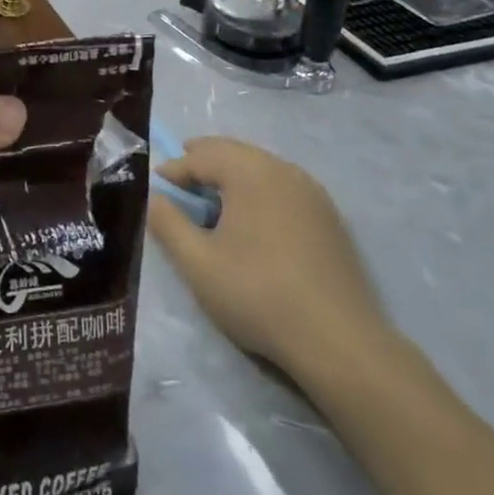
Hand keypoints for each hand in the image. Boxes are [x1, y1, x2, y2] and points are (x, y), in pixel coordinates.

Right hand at [150, 137, 393, 385]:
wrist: (340, 342)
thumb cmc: (259, 295)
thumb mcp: (198, 263)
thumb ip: (167, 223)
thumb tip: (153, 197)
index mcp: (249, 171)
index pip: (200, 156)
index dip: (174, 170)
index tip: (157, 191)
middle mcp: (281, 169)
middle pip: (232, 152)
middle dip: (202, 163)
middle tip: (181, 185)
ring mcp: (311, 191)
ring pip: (260, 167)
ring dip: (231, 176)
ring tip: (213, 203)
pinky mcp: (330, 217)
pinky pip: (283, 187)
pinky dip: (259, 192)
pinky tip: (254, 223)